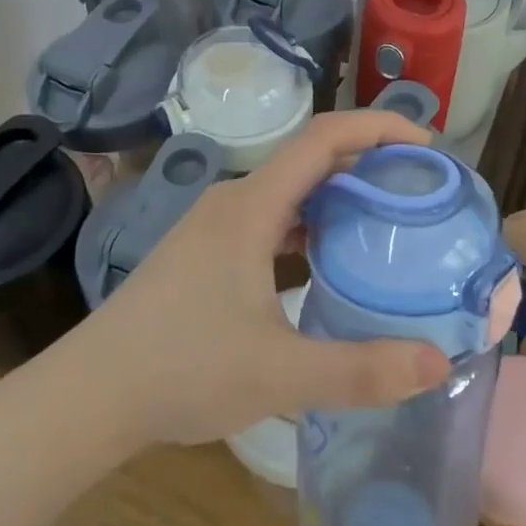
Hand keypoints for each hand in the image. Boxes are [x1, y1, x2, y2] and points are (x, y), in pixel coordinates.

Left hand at [86, 111, 452, 446]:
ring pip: (293, 190)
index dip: (379, 128)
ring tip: (388, 223)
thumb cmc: (180, 371)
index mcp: (251, 207)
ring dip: (341, 196)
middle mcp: (234, 201)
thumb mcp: (279, 374)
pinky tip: (331, 261)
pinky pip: (274, 218)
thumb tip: (438, 362)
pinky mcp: (208, 251)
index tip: (427, 148)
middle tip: (421, 193)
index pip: (324, 137)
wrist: (88, 397)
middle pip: (312, 158)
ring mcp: (217, 225)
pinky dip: (313, 224)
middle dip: (370, 165)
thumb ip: (361, 370)